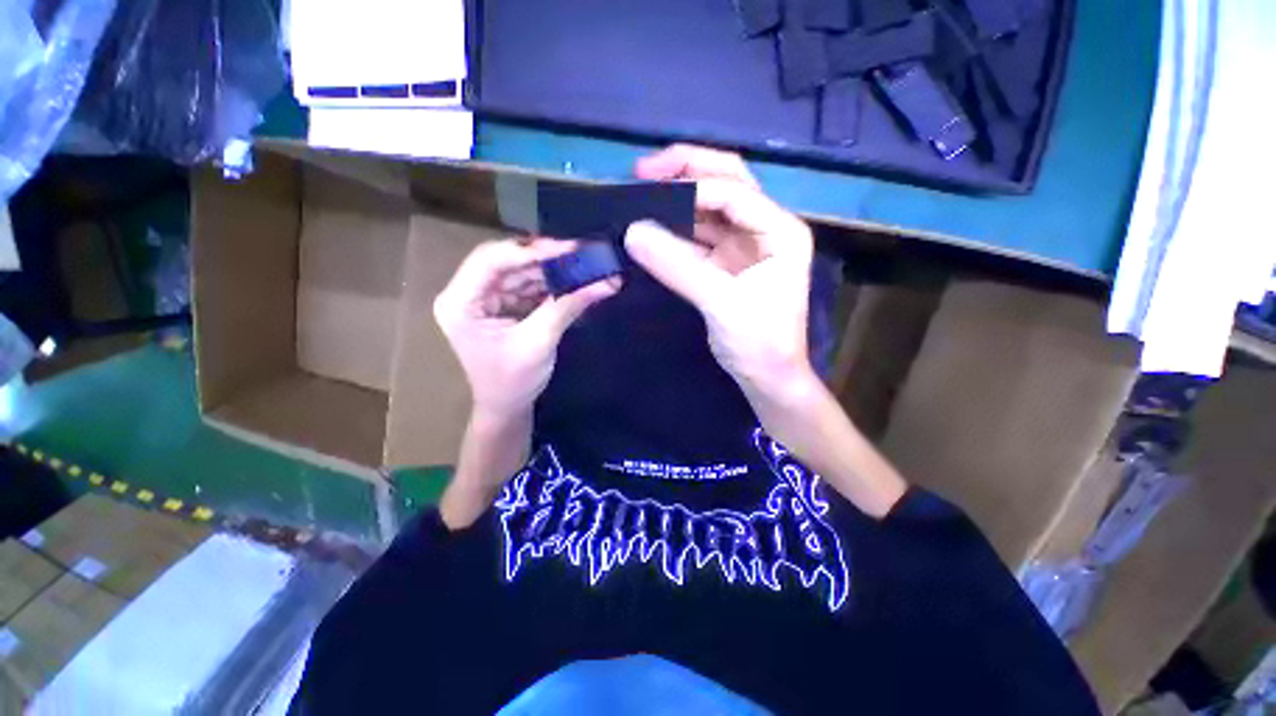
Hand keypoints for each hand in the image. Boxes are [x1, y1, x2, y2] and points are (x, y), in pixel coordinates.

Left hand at [433, 239, 619, 419]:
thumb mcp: (539, 342)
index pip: (491, 260)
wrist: (508, 409)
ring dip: (553, 269)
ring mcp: (486, 298)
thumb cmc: (513, 382)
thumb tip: (606, 282)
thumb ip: (567, 307)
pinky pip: (528, 285)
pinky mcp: (503, 305)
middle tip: (582, 253)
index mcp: (460, 302)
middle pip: (507, 262)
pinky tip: (574, 280)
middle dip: (546, 258)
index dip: (530, 250)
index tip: (568, 249)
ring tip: (585, 265)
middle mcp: (468, 293)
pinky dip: (551, 283)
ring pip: (521, 271)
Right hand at [626, 144, 815, 400]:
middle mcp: (764, 229)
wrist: (767, 378)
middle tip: (643, 171)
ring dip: (676, 202)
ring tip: (640, 197)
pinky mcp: (725, 264)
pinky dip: (675, 232)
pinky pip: (698, 238)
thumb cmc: (759, 342)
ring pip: (708, 211)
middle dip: (686, 172)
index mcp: (779, 230)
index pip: (734, 191)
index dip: (691, 184)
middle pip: (725, 185)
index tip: (647, 186)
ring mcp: (743, 246)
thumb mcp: (721, 302)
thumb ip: (678, 266)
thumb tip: (632, 232)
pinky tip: (653, 228)